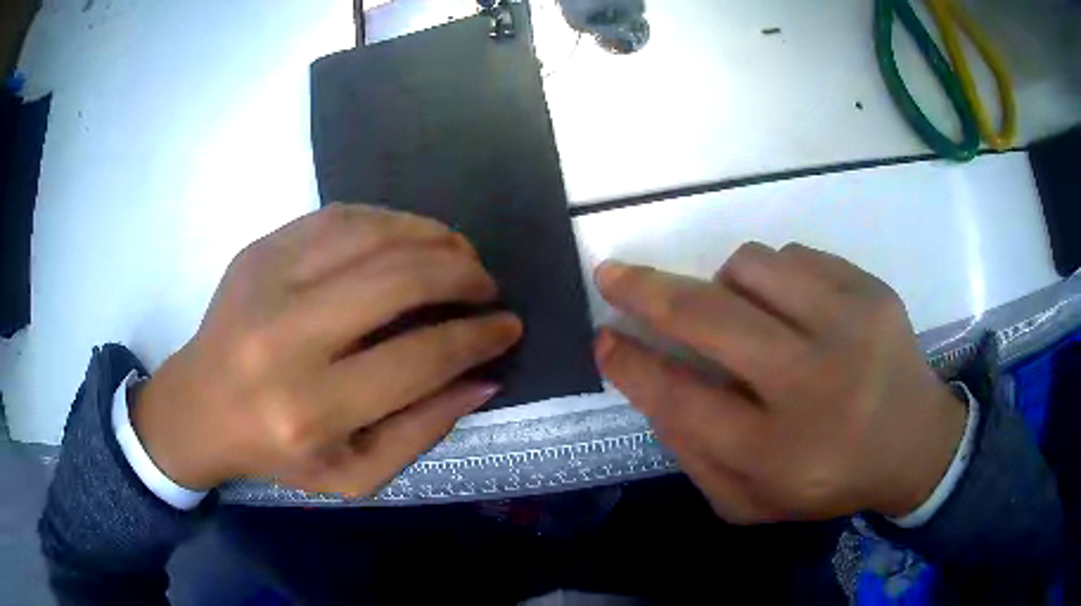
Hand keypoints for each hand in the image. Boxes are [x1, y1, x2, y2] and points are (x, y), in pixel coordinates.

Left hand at [133, 204, 522, 494]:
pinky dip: (389, 220)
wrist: (198, 407)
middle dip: (463, 275)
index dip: (478, 337)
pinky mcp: (259, 250)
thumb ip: (422, 430)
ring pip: (372, 234)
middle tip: (487, 284)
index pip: (420, 358)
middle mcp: (286, 339)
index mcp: (312, 410)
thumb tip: (482, 377)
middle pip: (399, 281)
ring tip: (460, 253)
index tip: (508, 326)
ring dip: (432, 236)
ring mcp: (267, 282)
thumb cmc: (277, 453)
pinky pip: (339, 217)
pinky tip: (410, 235)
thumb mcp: (355, 474)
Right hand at [594, 243, 965, 521]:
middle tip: (612, 276)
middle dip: (646, 291)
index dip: (631, 364)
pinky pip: (794, 256)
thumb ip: (694, 453)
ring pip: (749, 266)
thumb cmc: (828, 479)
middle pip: (709, 319)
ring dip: (724, 285)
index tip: (602, 337)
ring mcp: (849, 325)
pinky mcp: (871, 289)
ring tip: (741, 315)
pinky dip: (773, 277)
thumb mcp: (750, 500)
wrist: (916, 443)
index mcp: (777, 451)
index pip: (681, 399)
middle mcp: (814, 383)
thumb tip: (650, 381)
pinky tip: (792, 310)